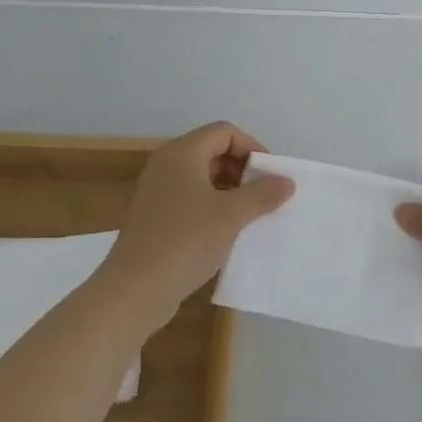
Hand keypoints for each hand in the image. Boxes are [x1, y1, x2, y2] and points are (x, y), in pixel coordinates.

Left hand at [101, 121, 293, 328]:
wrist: (135, 289)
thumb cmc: (185, 241)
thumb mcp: (231, 215)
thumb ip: (262, 194)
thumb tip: (287, 181)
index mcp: (182, 153)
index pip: (224, 132)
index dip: (252, 147)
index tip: (271, 175)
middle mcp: (166, 165)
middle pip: (212, 151)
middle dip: (242, 169)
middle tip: (265, 195)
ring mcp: (157, 191)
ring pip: (201, 177)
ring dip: (230, 190)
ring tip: (251, 214)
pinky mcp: (154, 217)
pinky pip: (190, 199)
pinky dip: (212, 207)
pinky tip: (227, 232)